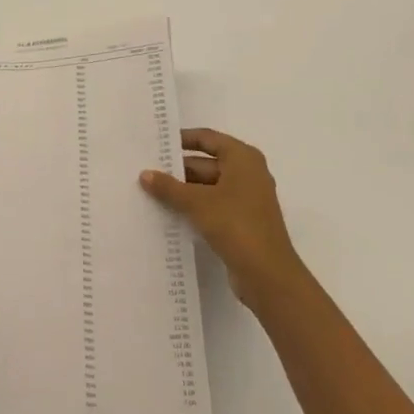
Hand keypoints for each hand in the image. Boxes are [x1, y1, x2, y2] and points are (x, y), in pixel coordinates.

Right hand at [140, 128, 305, 309]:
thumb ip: (169, 187)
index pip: (207, 138)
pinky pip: (213, 206)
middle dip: (178, 169)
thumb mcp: (197, 203)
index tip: (157, 143)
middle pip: (206, 163)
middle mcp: (247, 173)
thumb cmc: (236, 225)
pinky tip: (169, 214)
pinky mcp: (242, 222)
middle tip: (146, 172)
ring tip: (150, 192)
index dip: (182, 139)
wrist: (268, 275)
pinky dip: (194, 208)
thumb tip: (144, 174)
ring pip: (208, 187)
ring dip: (184, 191)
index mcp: (242, 158)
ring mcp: (246, 199)